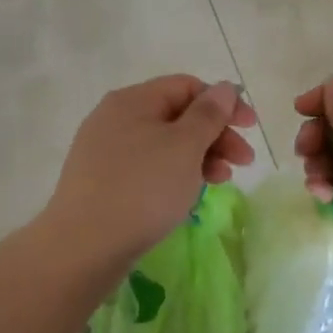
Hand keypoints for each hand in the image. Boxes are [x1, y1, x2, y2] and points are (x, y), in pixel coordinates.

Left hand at [41, 75, 257, 273]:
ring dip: (199, 157)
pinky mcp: (102, 181)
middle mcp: (115, 118)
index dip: (222, 102)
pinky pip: (147, 167)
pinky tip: (188, 195)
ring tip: (221, 182)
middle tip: (244, 162)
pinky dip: (174, 174)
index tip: (249, 128)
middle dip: (215, 134)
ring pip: (164, 144)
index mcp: (132, 100)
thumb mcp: (184, 147)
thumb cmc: (142, 188)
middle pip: (176, 115)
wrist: (83, 246)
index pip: (186, 86)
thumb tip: (222, 88)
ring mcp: (105, 150)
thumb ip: (208, 114)